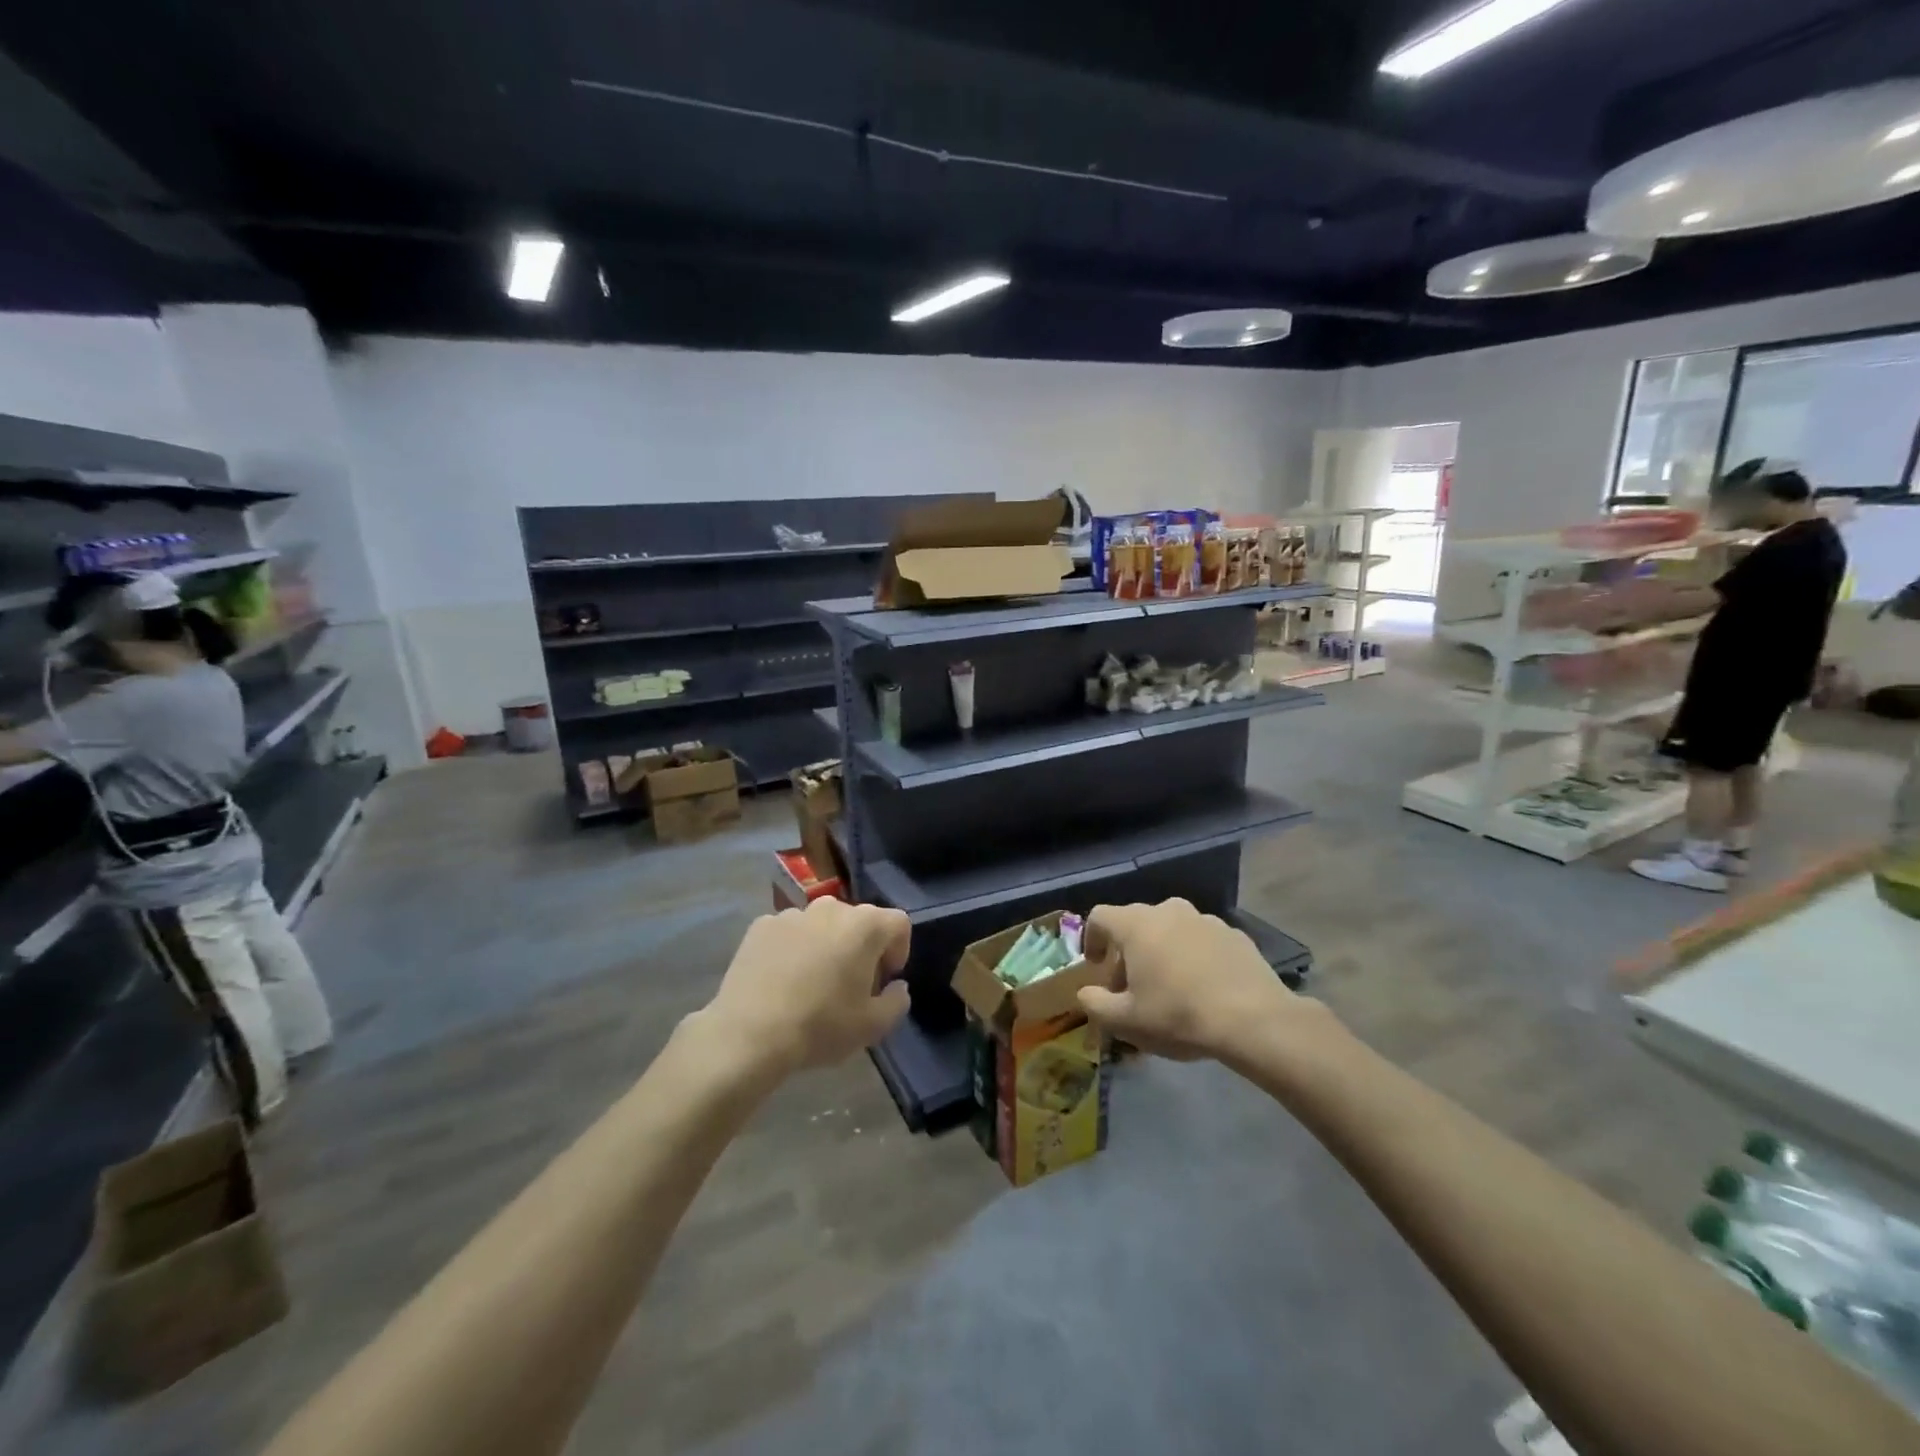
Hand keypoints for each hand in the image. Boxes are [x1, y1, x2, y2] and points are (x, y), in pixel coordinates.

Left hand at [700, 899, 911, 1076]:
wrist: (749, 1033)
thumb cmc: (821, 1026)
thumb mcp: (873, 1026)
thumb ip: (897, 1001)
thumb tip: (896, 986)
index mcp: (865, 925)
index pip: (899, 923)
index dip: (899, 950)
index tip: (884, 981)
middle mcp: (831, 908)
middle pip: (859, 922)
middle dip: (861, 949)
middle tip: (850, 986)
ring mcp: (792, 914)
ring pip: (822, 926)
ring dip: (826, 946)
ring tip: (811, 984)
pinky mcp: (761, 926)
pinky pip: (789, 934)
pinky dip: (792, 950)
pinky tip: (781, 981)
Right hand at [1076, 899, 1308, 1061]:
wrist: (1254, 1020)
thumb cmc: (1179, 1014)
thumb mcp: (1126, 1021)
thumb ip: (1095, 1004)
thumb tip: (1086, 994)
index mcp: (1136, 924)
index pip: (1100, 916)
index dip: (1092, 938)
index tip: (1096, 966)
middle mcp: (1168, 910)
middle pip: (1136, 924)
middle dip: (1128, 953)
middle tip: (1131, 988)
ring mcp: (1205, 920)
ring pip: (1171, 931)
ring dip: (1162, 953)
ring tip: (1170, 989)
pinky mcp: (1234, 934)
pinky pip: (1202, 941)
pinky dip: (1194, 958)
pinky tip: (1203, 989)